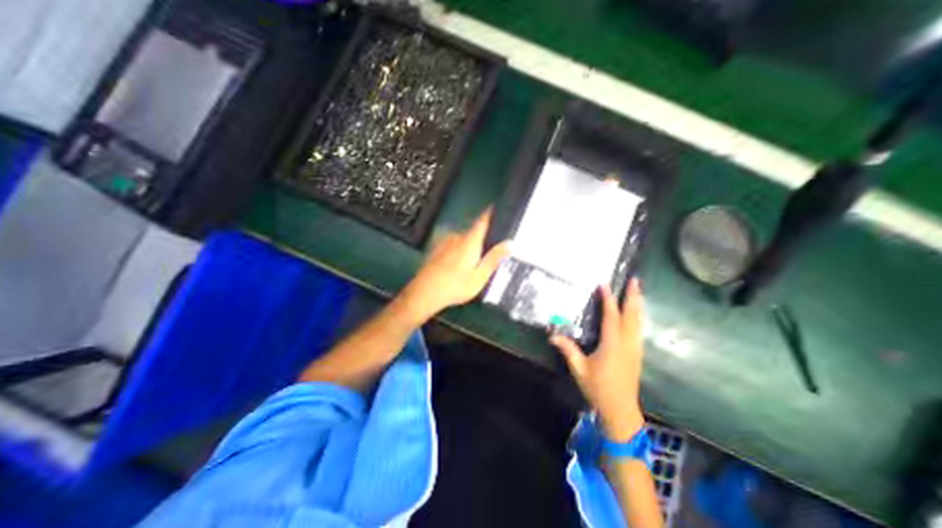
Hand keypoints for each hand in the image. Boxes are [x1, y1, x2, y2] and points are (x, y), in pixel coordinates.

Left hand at [401, 209, 512, 323]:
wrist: (424, 293)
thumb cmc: (455, 286)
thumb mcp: (479, 277)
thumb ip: (493, 259)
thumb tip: (509, 244)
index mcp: (469, 241)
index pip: (483, 220)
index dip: (492, 212)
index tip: (499, 207)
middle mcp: (457, 236)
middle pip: (474, 231)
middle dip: (482, 239)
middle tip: (489, 254)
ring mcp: (445, 241)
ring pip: (463, 239)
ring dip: (470, 247)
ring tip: (473, 265)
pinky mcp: (437, 248)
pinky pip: (454, 245)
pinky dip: (459, 250)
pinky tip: (458, 266)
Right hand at [553, 281, 648, 440]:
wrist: (620, 410)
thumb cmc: (598, 388)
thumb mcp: (579, 369)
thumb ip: (568, 350)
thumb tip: (552, 335)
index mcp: (612, 345)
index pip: (611, 317)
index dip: (608, 300)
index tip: (604, 285)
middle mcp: (627, 343)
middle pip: (631, 316)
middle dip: (633, 297)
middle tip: (634, 280)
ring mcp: (635, 349)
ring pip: (638, 322)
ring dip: (638, 305)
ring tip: (637, 291)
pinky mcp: (637, 354)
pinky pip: (639, 329)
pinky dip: (638, 317)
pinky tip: (636, 314)